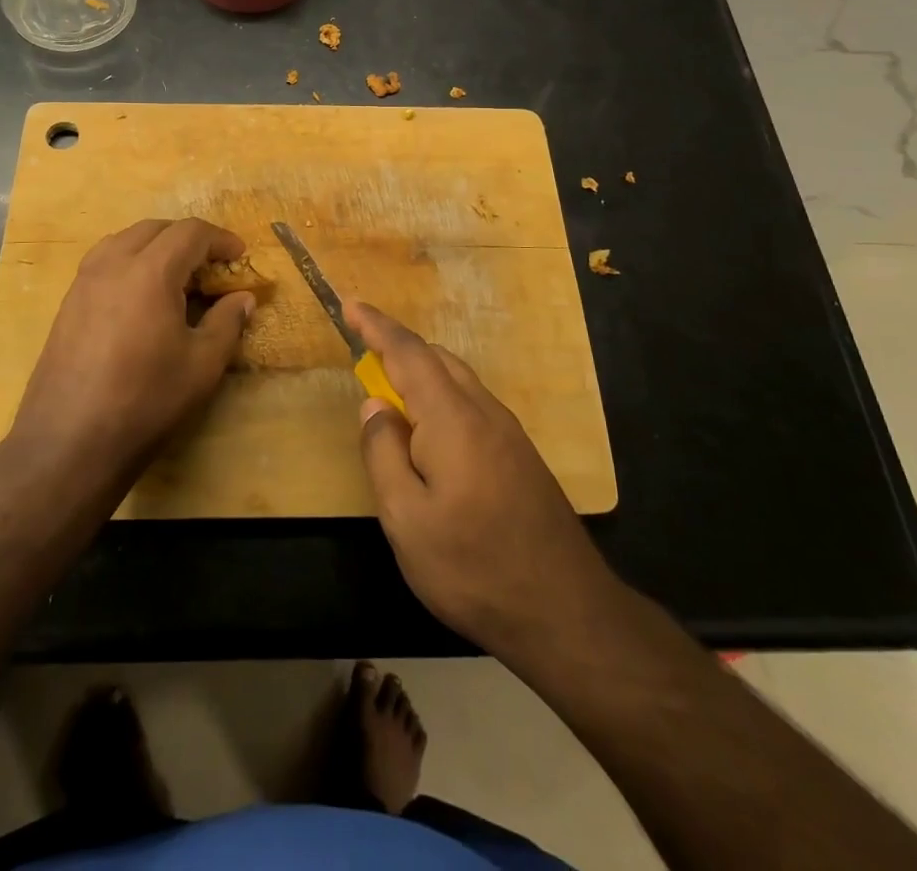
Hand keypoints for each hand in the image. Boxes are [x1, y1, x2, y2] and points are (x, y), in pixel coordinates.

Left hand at [11, 218, 254, 484]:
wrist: (69, 441)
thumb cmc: (146, 400)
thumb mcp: (202, 365)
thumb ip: (227, 322)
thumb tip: (243, 298)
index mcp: (150, 271)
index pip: (190, 232)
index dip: (220, 239)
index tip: (239, 256)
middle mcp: (113, 264)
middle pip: (155, 228)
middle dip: (188, 238)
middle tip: (211, 266)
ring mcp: (84, 282)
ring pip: (124, 240)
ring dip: (156, 246)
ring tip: (176, 276)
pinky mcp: (68, 303)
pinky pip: (103, 262)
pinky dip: (130, 262)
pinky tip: (141, 298)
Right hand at [349, 299, 614, 660]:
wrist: (566, 612)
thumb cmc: (473, 566)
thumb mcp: (406, 519)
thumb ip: (383, 454)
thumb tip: (374, 406)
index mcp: (452, 418)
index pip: (407, 354)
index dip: (376, 326)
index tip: (350, 304)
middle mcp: (484, 412)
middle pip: (437, 359)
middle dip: (397, 348)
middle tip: (363, 353)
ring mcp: (509, 433)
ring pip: (458, 381)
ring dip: (421, 373)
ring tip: (391, 394)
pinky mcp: (521, 456)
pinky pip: (472, 404)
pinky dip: (441, 397)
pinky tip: (431, 434)